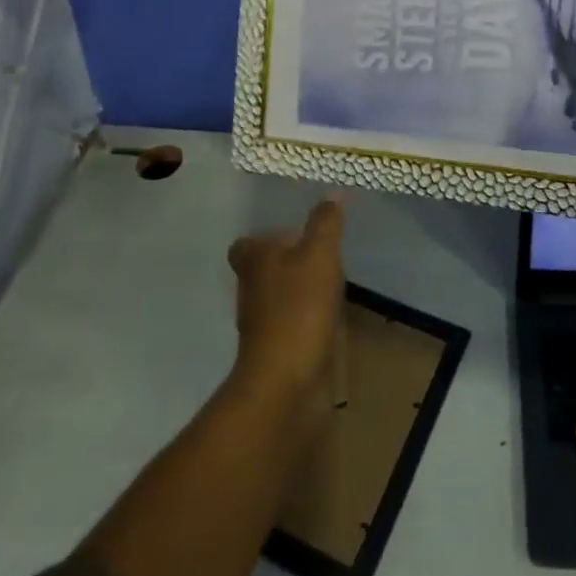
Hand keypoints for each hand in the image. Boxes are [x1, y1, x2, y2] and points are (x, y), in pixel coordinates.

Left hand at [226, 199, 346, 426]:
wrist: (286, 382)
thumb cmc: (299, 307)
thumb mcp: (320, 254)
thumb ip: (325, 223)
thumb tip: (331, 193)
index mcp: (254, 260)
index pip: (245, 244)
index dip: (263, 237)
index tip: (291, 234)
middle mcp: (250, 290)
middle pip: (260, 270)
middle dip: (284, 262)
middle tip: (316, 254)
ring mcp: (260, 324)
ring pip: (274, 298)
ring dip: (295, 291)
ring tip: (327, 283)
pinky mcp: (275, 351)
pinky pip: (289, 324)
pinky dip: (303, 319)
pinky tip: (326, 317)